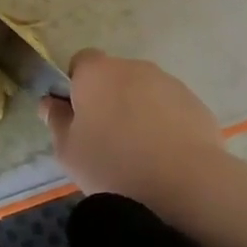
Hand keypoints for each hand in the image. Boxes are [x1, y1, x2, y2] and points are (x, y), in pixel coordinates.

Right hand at [41, 50, 224, 205]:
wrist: (182, 184)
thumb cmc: (112, 165)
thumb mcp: (68, 151)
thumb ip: (57, 122)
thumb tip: (51, 103)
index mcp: (97, 73)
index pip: (81, 62)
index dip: (77, 85)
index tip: (78, 115)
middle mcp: (134, 68)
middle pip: (115, 76)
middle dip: (110, 98)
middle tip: (107, 138)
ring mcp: (169, 83)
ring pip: (145, 92)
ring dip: (139, 110)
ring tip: (140, 152)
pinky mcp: (195, 103)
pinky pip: (171, 108)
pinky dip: (165, 124)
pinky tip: (165, 156)